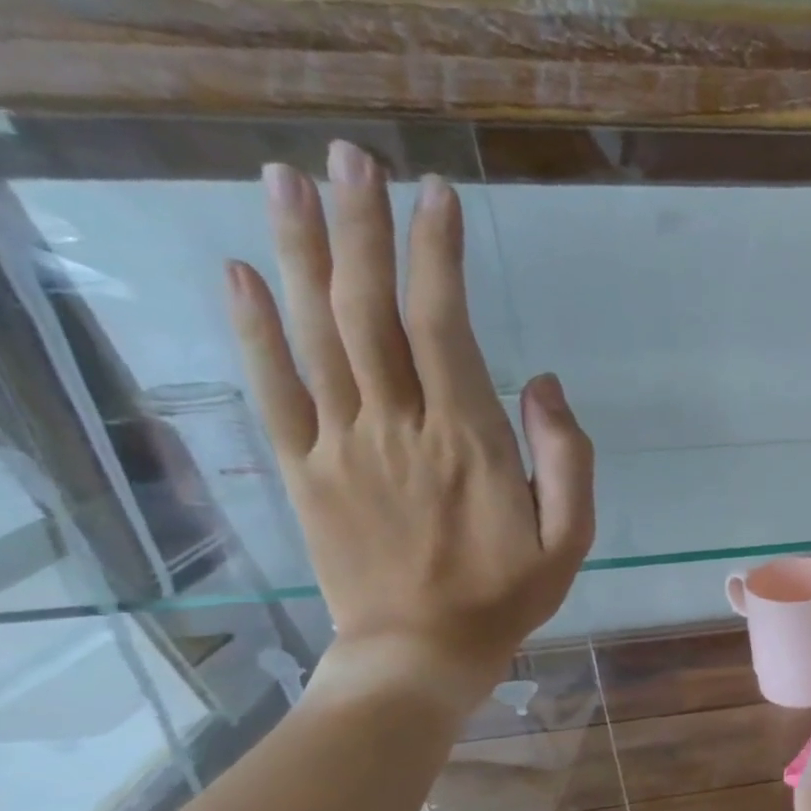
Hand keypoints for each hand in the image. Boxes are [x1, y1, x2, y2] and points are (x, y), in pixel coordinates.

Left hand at [224, 140, 592, 711]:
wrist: (421, 651)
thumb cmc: (508, 595)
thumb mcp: (570, 539)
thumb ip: (567, 459)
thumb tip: (543, 383)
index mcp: (469, 442)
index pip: (446, 326)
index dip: (438, 256)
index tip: (436, 196)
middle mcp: (398, 427)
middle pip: (370, 310)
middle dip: (361, 227)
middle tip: (351, 158)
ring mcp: (341, 445)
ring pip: (314, 333)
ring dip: (299, 252)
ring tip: (286, 180)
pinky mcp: (303, 469)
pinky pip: (272, 389)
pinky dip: (253, 328)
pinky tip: (240, 273)